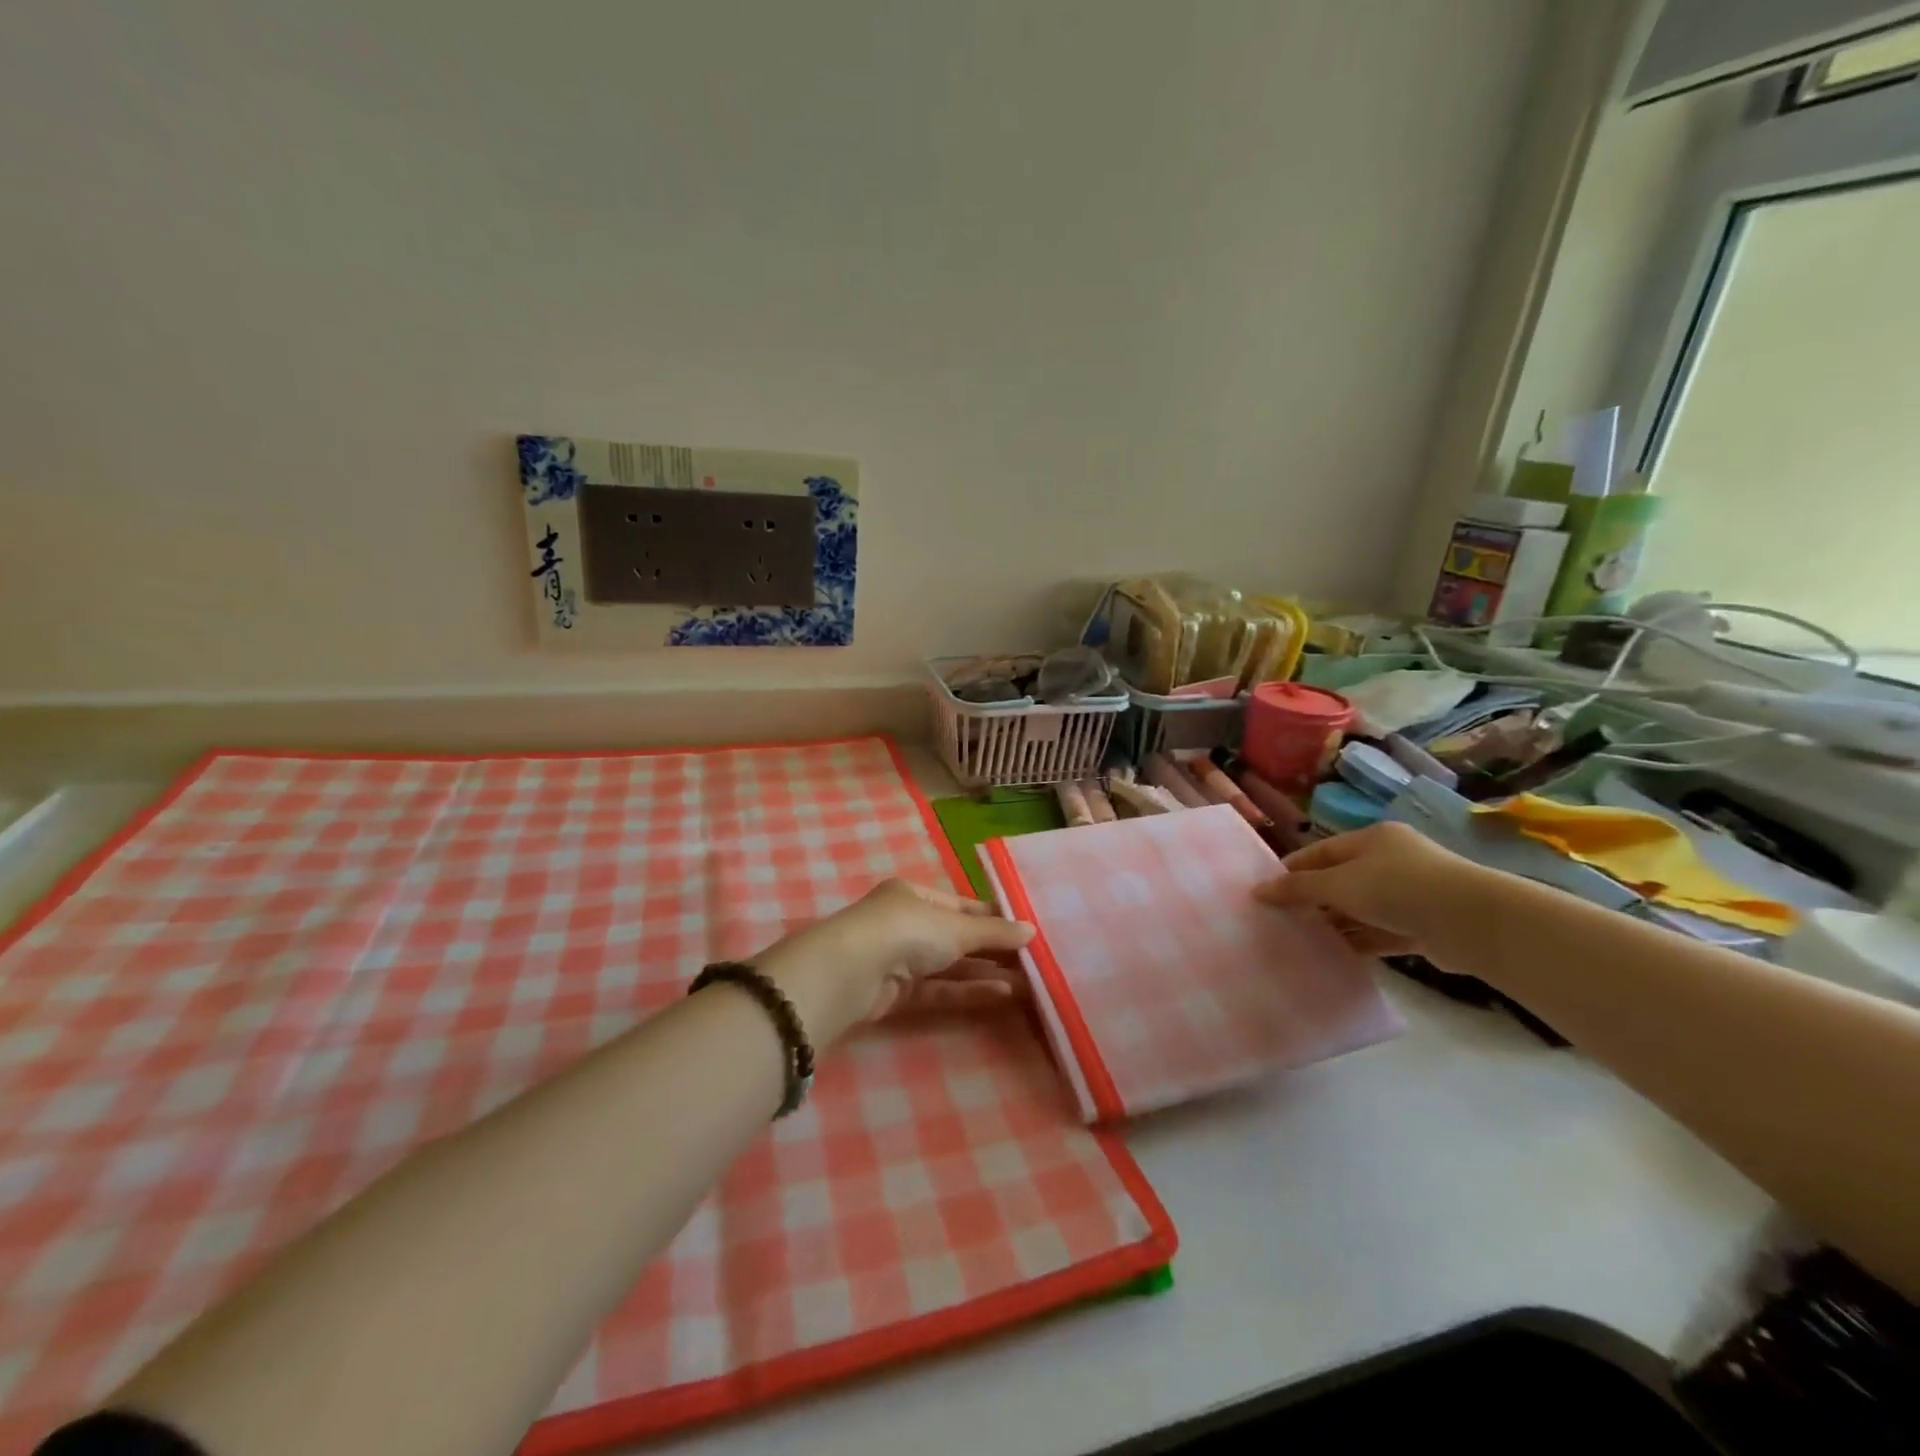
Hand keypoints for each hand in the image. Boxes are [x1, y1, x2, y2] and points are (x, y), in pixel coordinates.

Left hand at [757, 879, 1034, 1043]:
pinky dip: (967, 991)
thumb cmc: (907, 930)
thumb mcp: (957, 927)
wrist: (852, 972)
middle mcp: (905, 923)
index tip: (1025, 931)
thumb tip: (1032, 931)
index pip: (961, 906)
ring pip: (949, 967)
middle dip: (992, 950)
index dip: (992, 918)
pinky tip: (1002, 994)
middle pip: (956, 937)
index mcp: (913, 895)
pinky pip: (939, 990)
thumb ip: (994, 933)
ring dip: (985, 974)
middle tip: (1032, 962)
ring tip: (1027, 983)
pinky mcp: (896, 994)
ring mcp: (898, 960)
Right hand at [1254, 822, 1484, 955]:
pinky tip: (1334, 956)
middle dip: (1312, 899)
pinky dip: (1359, 942)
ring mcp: (1409, 894)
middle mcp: (1391, 861)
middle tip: (1281, 919)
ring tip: (1301, 940)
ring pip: (1360, 908)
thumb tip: (1257, 891)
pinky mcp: (1422, 926)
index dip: (1293, 869)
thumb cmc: (1399, 888)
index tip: (1266, 891)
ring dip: (1335, 923)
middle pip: (1340, 879)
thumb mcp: (1339, 884)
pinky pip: (1380, 932)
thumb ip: (1298, 888)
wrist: (1475, 923)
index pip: (1321, 851)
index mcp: (1372, 840)